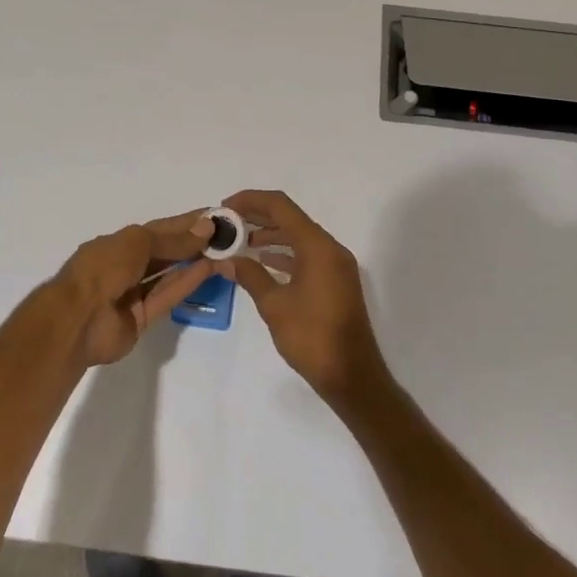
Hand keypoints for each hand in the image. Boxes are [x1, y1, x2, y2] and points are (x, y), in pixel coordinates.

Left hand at [55, 211, 214, 366]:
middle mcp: (125, 266)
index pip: (158, 230)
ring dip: (193, 263)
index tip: (215, 217)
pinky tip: (209, 270)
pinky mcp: (141, 319)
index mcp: (118, 244)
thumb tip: (206, 228)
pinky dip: (186, 284)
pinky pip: (167, 297)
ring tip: (223, 252)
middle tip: (226, 237)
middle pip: (164, 253)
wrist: (77, 319)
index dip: (186, 223)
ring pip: (168, 275)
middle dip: (192, 244)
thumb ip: (173, 239)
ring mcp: (132, 294)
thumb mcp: (138, 242)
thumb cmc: (103, 268)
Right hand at [216, 190, 390, 408]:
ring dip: (269, 235)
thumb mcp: (274, 305)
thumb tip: (225, 259)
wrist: (352, 376)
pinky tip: (261, 262)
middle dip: (257, 217)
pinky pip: (306, 255)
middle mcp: (330, 248)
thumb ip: (249, 275)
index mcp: (317, 247)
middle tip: (227, 224)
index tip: (224, 207)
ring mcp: (335, 265)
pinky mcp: (335, 281)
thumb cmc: (312, 337)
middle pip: (290, 218)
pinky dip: (283, 254)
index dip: (250, 201)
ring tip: (238, 243)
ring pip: (298, 237)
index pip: (280, 206)